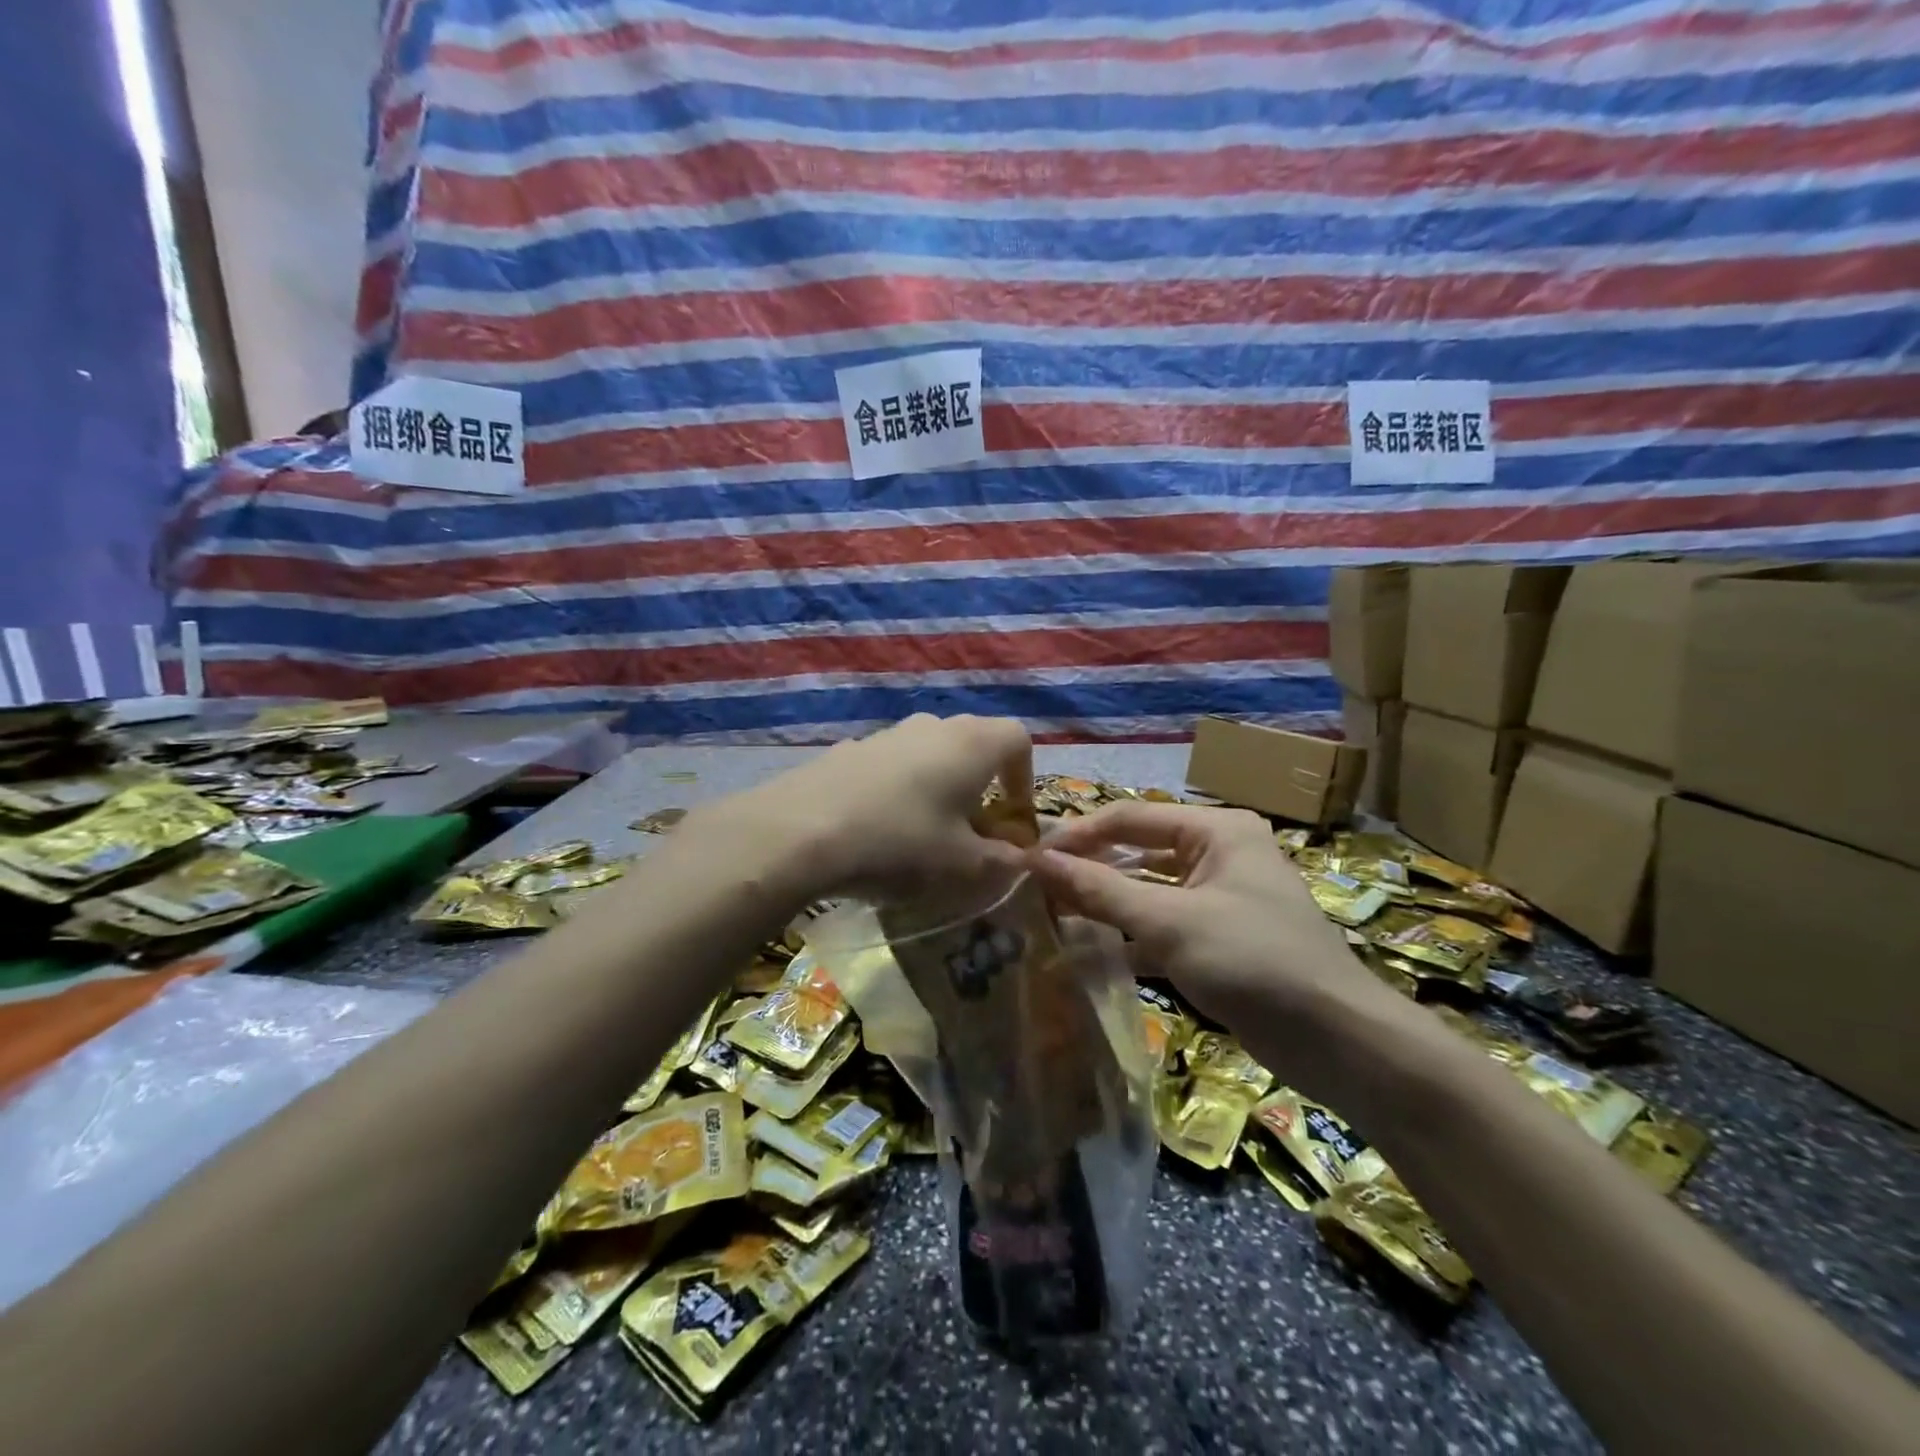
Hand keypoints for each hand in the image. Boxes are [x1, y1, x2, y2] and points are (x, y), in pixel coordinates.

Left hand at [691, 714, 1033, 901]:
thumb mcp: (963, 866)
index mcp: (972, 743)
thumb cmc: (900, 843)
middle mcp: (933, 726)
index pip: (1018, 740)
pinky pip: (891, 766)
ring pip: (930, 754)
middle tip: (973, 830)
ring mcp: (887, 733)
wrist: (799, 831)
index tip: (1013, 818)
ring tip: (925, 833)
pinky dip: (900, 790)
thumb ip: (1002, 861)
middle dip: (982, 786)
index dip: (1024, 778)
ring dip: (939, 787)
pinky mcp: (849, 749)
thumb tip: (1020, 858)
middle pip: (973, 744)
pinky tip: (879, 828)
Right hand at [1030, 803, 1395, 1068]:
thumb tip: (1036, 861)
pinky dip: (1129, 937)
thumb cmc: (1253, 961)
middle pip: (1138, 851)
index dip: (1077, 835)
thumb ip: (1100, 890)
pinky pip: (1162, 926)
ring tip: (1051, 917)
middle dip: (1089, 870)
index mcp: (1216, 830)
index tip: (1030, 859)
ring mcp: (1221, 897)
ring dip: (1105, 905)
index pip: (1129, 817)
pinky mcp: (1220, 939)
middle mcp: (1219, 853)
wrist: (1339, 1042)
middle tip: (1035, 888)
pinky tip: (1088, 954)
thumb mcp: (1170, 922)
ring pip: (1148, 891)